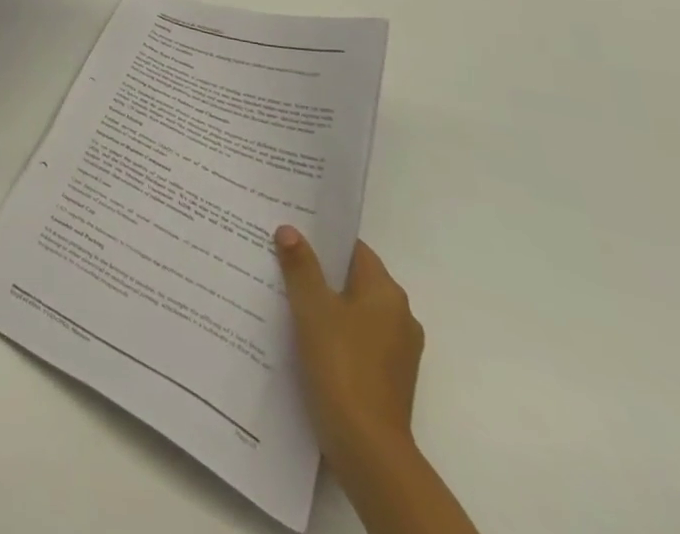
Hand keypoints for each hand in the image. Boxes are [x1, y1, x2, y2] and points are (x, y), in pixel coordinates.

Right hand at [274, 227, 423, 479]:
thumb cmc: (341, 364)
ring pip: (354, 311)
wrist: (367, 448)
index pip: (353, 250)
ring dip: (324, 303)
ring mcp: (397, 351)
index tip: (290, 232)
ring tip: (283, 295)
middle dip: (318, 271)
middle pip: (353, 279)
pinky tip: (303, 336)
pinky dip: (333, 332)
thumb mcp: (312, 307)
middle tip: (279, 260)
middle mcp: (400, 317)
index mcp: (387, 292)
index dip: (322, 239)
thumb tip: (290, 230)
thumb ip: (301, 265)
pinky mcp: (388, 378)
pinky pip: (356, 340)